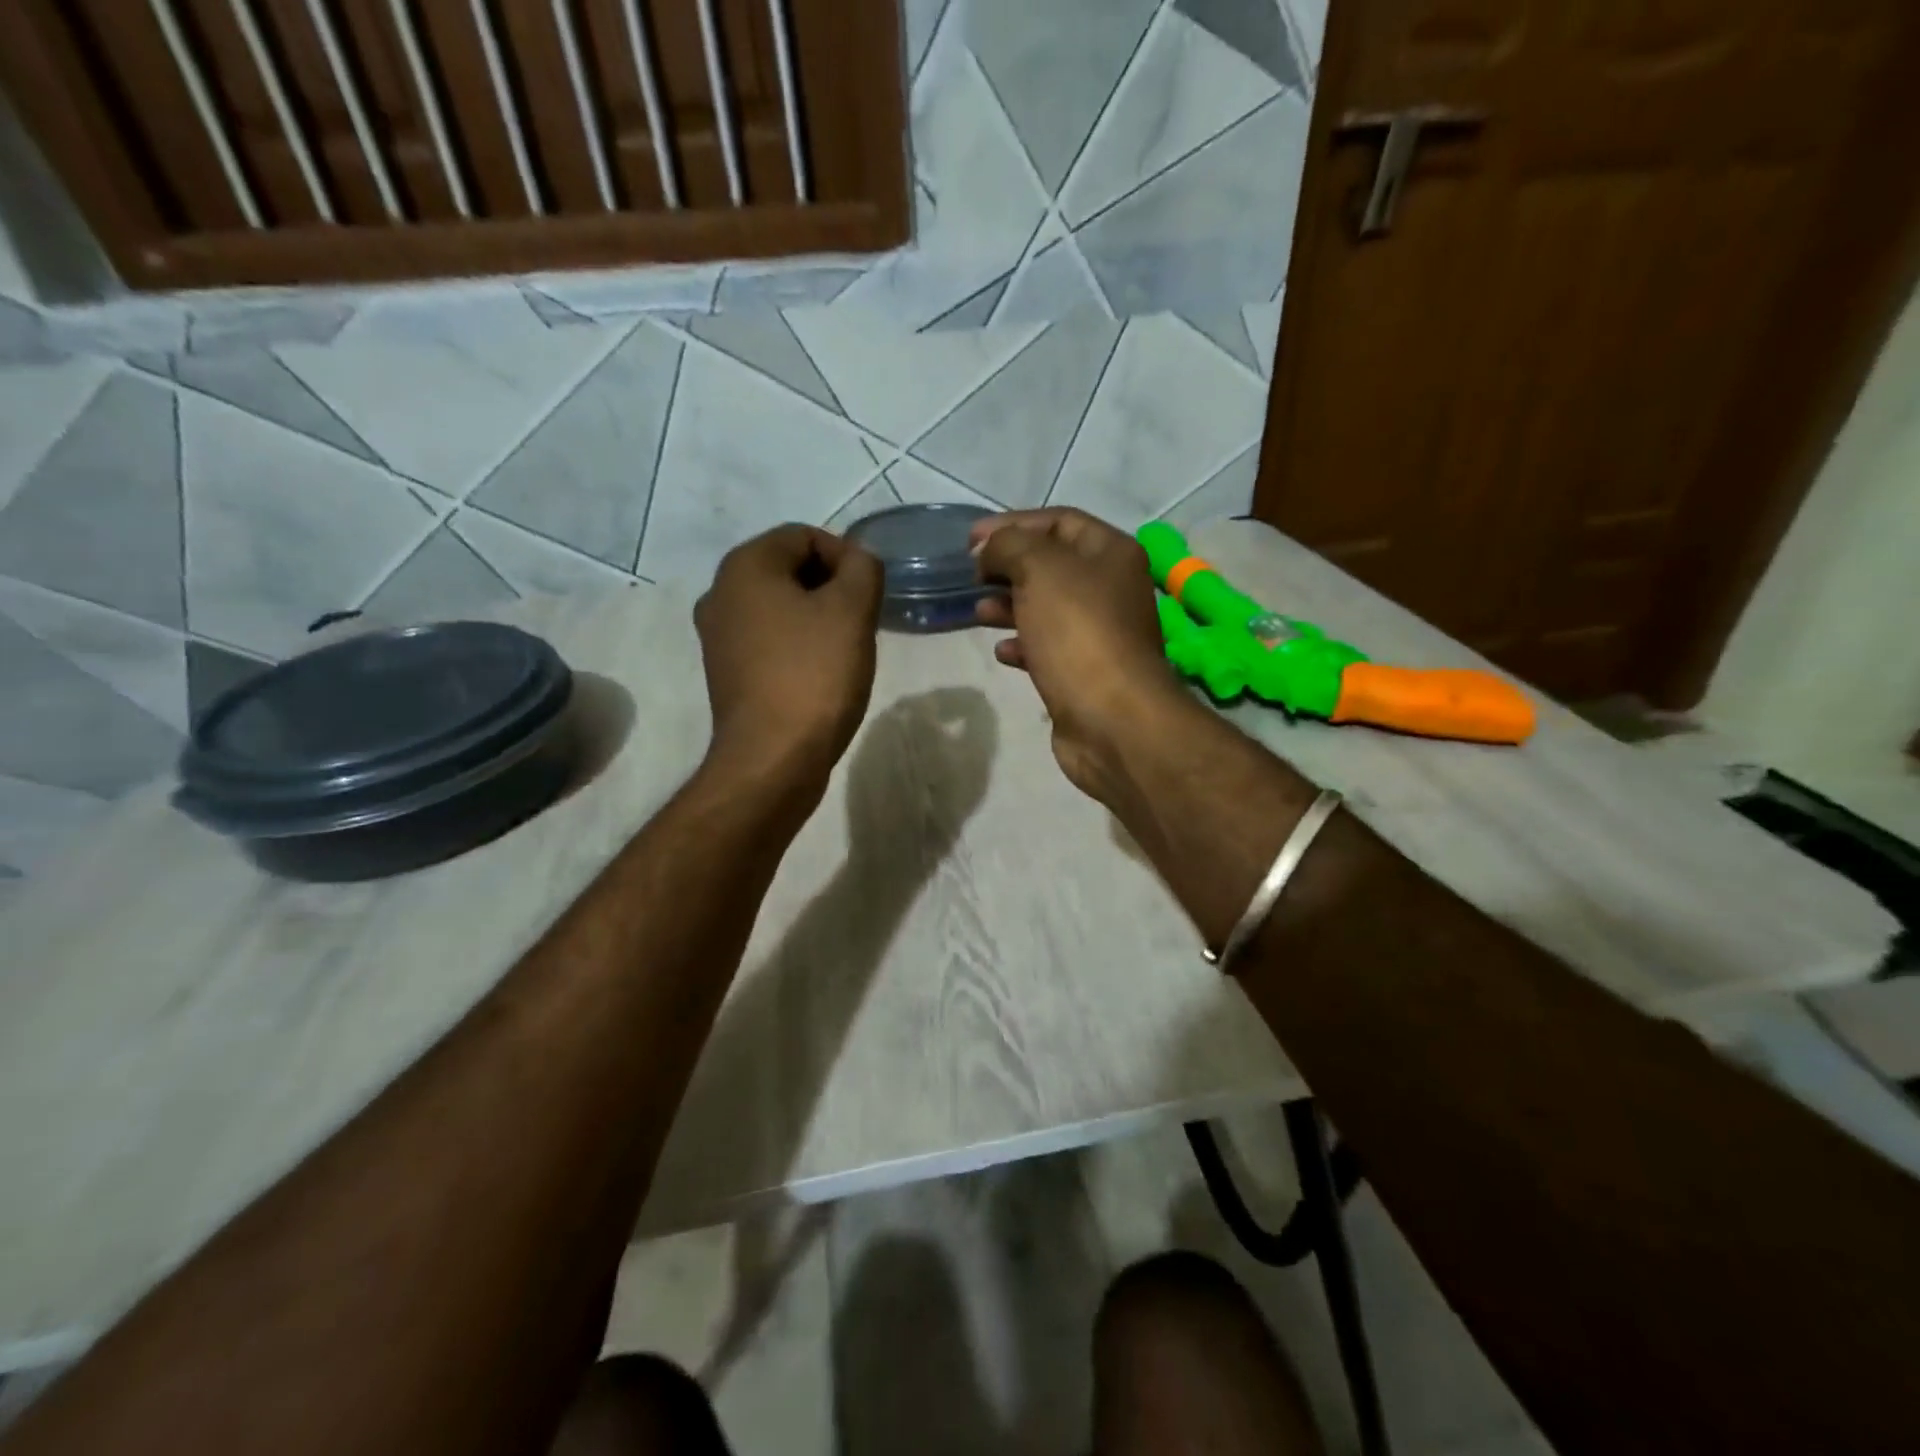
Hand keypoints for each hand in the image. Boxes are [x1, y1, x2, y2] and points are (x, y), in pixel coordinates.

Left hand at [695, 524, 882, 786]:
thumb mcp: (853, 609)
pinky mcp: (725, 672)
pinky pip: (768, 640)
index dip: (845, 557)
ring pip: (779, 607)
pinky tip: (819, 673)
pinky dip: (796, 645)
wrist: (773, 757)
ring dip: (816, 618)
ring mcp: (717, 636)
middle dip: (831, 588)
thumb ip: (863, 568)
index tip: (869, 595)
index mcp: (745, 566)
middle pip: (789, 569)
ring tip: (843, 649)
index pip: (804, 535)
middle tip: (860, 622)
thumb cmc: (814, 674)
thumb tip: (856, 560)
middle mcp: (720, 592)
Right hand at [971, 509, 1193, 801]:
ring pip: (1047, 607)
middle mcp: (1111, 588)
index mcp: (1111, 553)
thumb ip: (1010, 545)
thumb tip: (990, 550)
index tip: (970, 541)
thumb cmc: (1078, 633)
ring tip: (978, 612)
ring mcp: (1099, 633)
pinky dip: (1022, 644)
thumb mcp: (1039, 570)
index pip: (1059, 521)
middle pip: (1052, 565)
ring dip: (1009, 605)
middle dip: (1008, 566)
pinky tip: (1001, 652)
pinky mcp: (1084, 672)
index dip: (1012, 523)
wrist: (1111, 719)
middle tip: (971, 576)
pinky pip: (1047, 647)